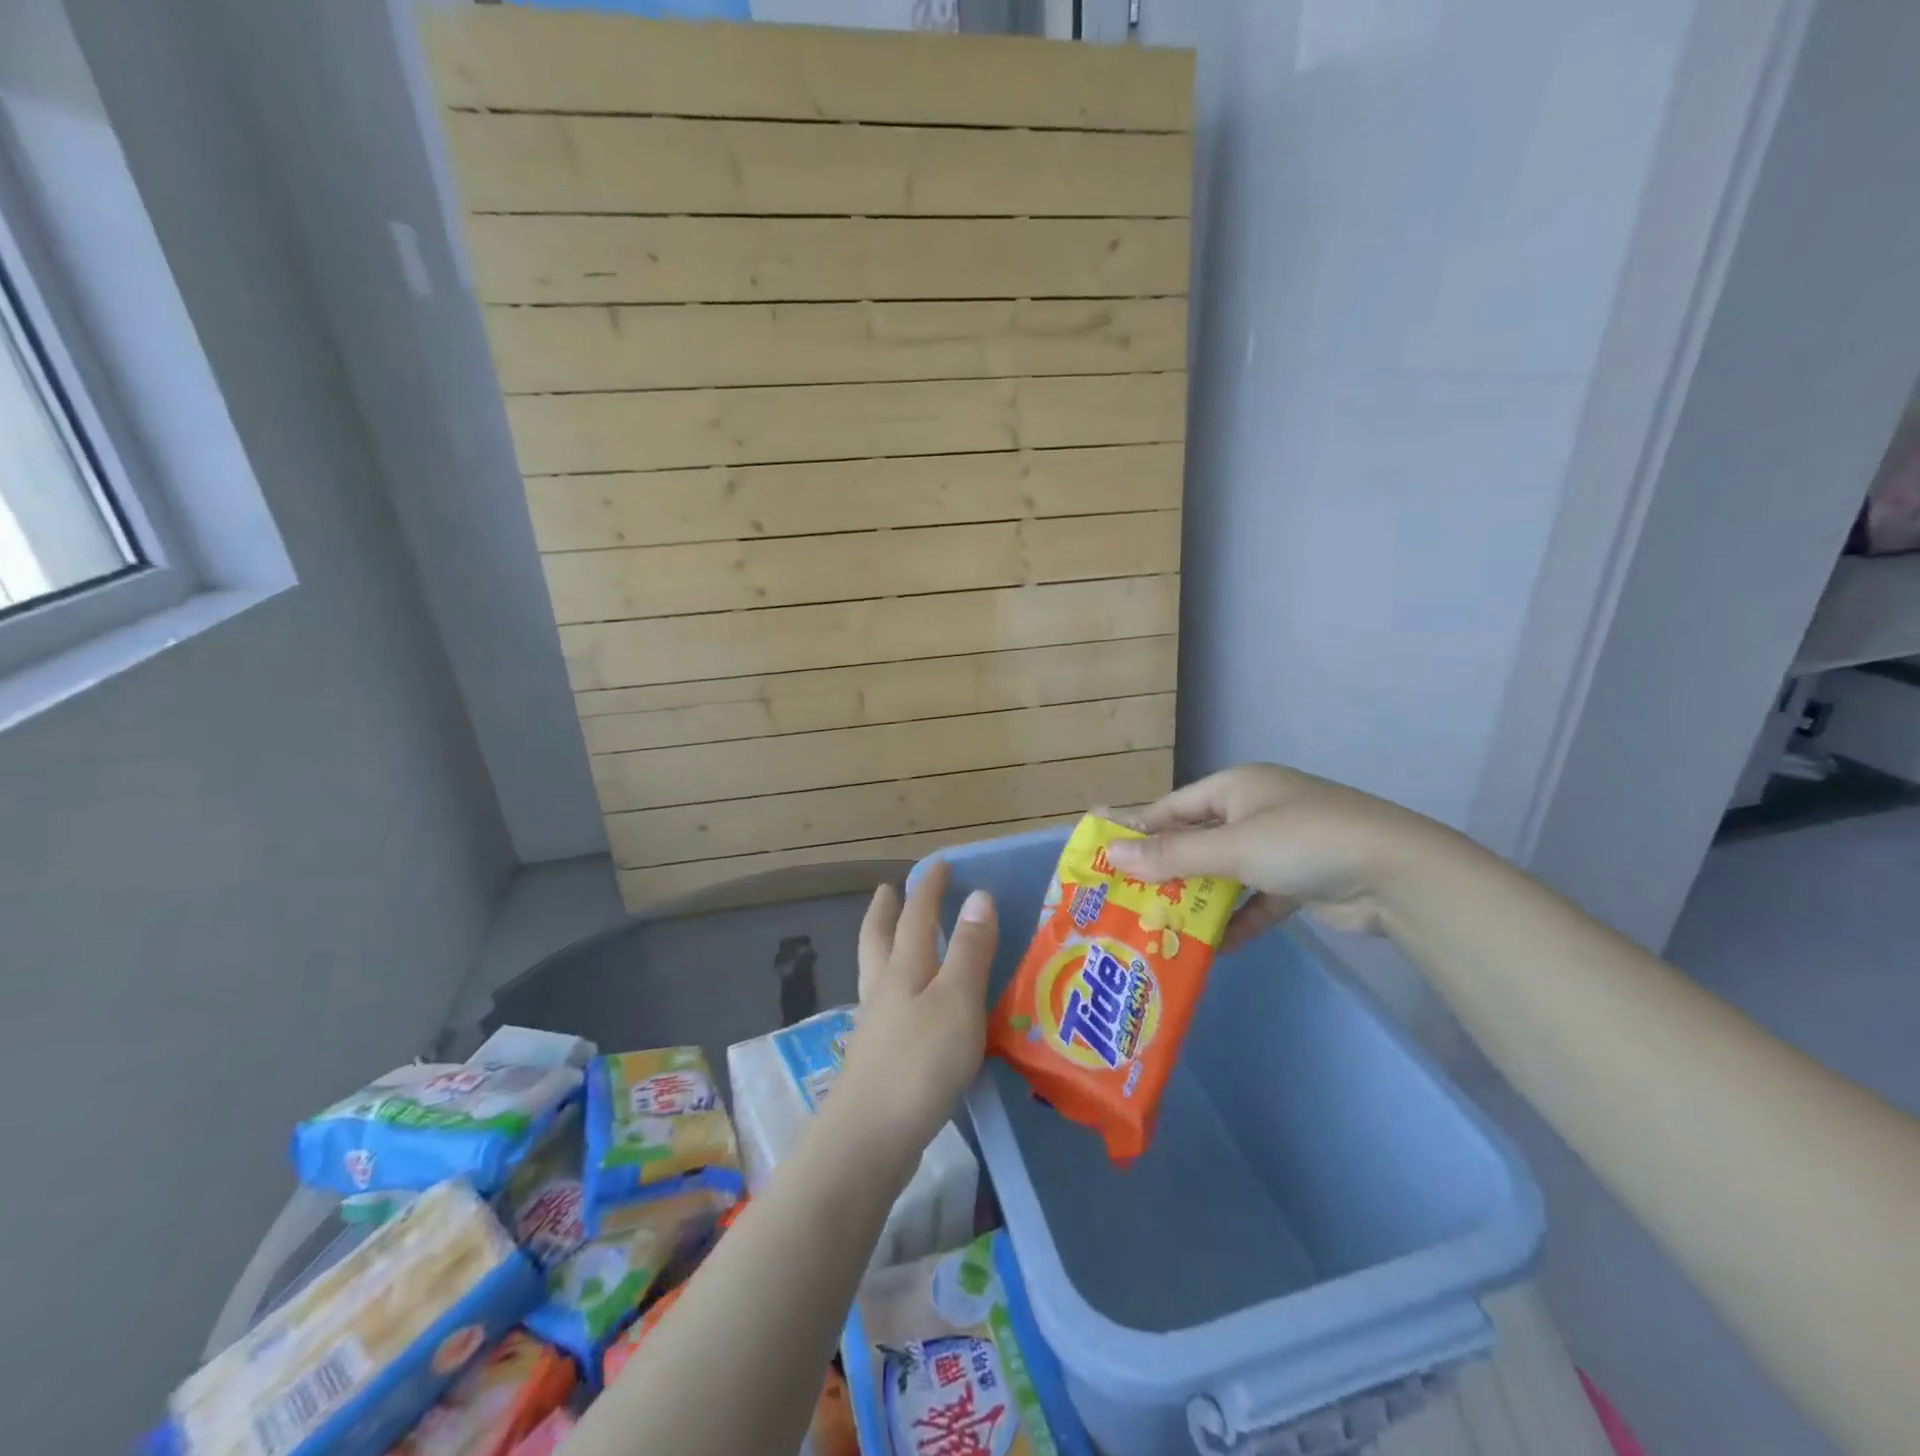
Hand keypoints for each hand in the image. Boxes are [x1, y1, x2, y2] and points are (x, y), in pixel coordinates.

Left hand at [832, 860, 996, 1170]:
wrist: (870, 1139)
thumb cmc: (920, 1062)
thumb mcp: (956, 1000)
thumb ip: (969, 950)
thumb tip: (978, 895)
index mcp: (903, 969)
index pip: (916, 916)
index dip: (928, 888)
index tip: (938, 864)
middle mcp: (883, 990)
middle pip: (879, 939)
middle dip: (886, 911)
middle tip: (888, 890)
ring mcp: (875, 1026)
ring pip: (877, 972)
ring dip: (884, 946)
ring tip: (893, 938)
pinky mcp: (877, 1059)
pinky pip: (886, 1006)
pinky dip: (893, 988)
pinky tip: (907, 1006)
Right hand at [1103, 764, 1444, 947]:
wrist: (1398, 875)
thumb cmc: (1304, 842)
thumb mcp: (1233, 846)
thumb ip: (1173, 854)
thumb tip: (1114, 854)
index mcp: (1237, 787)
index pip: (1174, 807)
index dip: (1139, 830)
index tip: (1107, 857)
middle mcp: (1255, 811)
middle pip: (1198, 841)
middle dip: (1167, 871)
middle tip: (1128, 900)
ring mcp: (1280, 847)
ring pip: (1225, 874)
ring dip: (1199, 901)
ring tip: (1162, 928)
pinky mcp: (1300, 882)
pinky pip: (1256, 901)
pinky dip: (1238, 921)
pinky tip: (1216, 949)